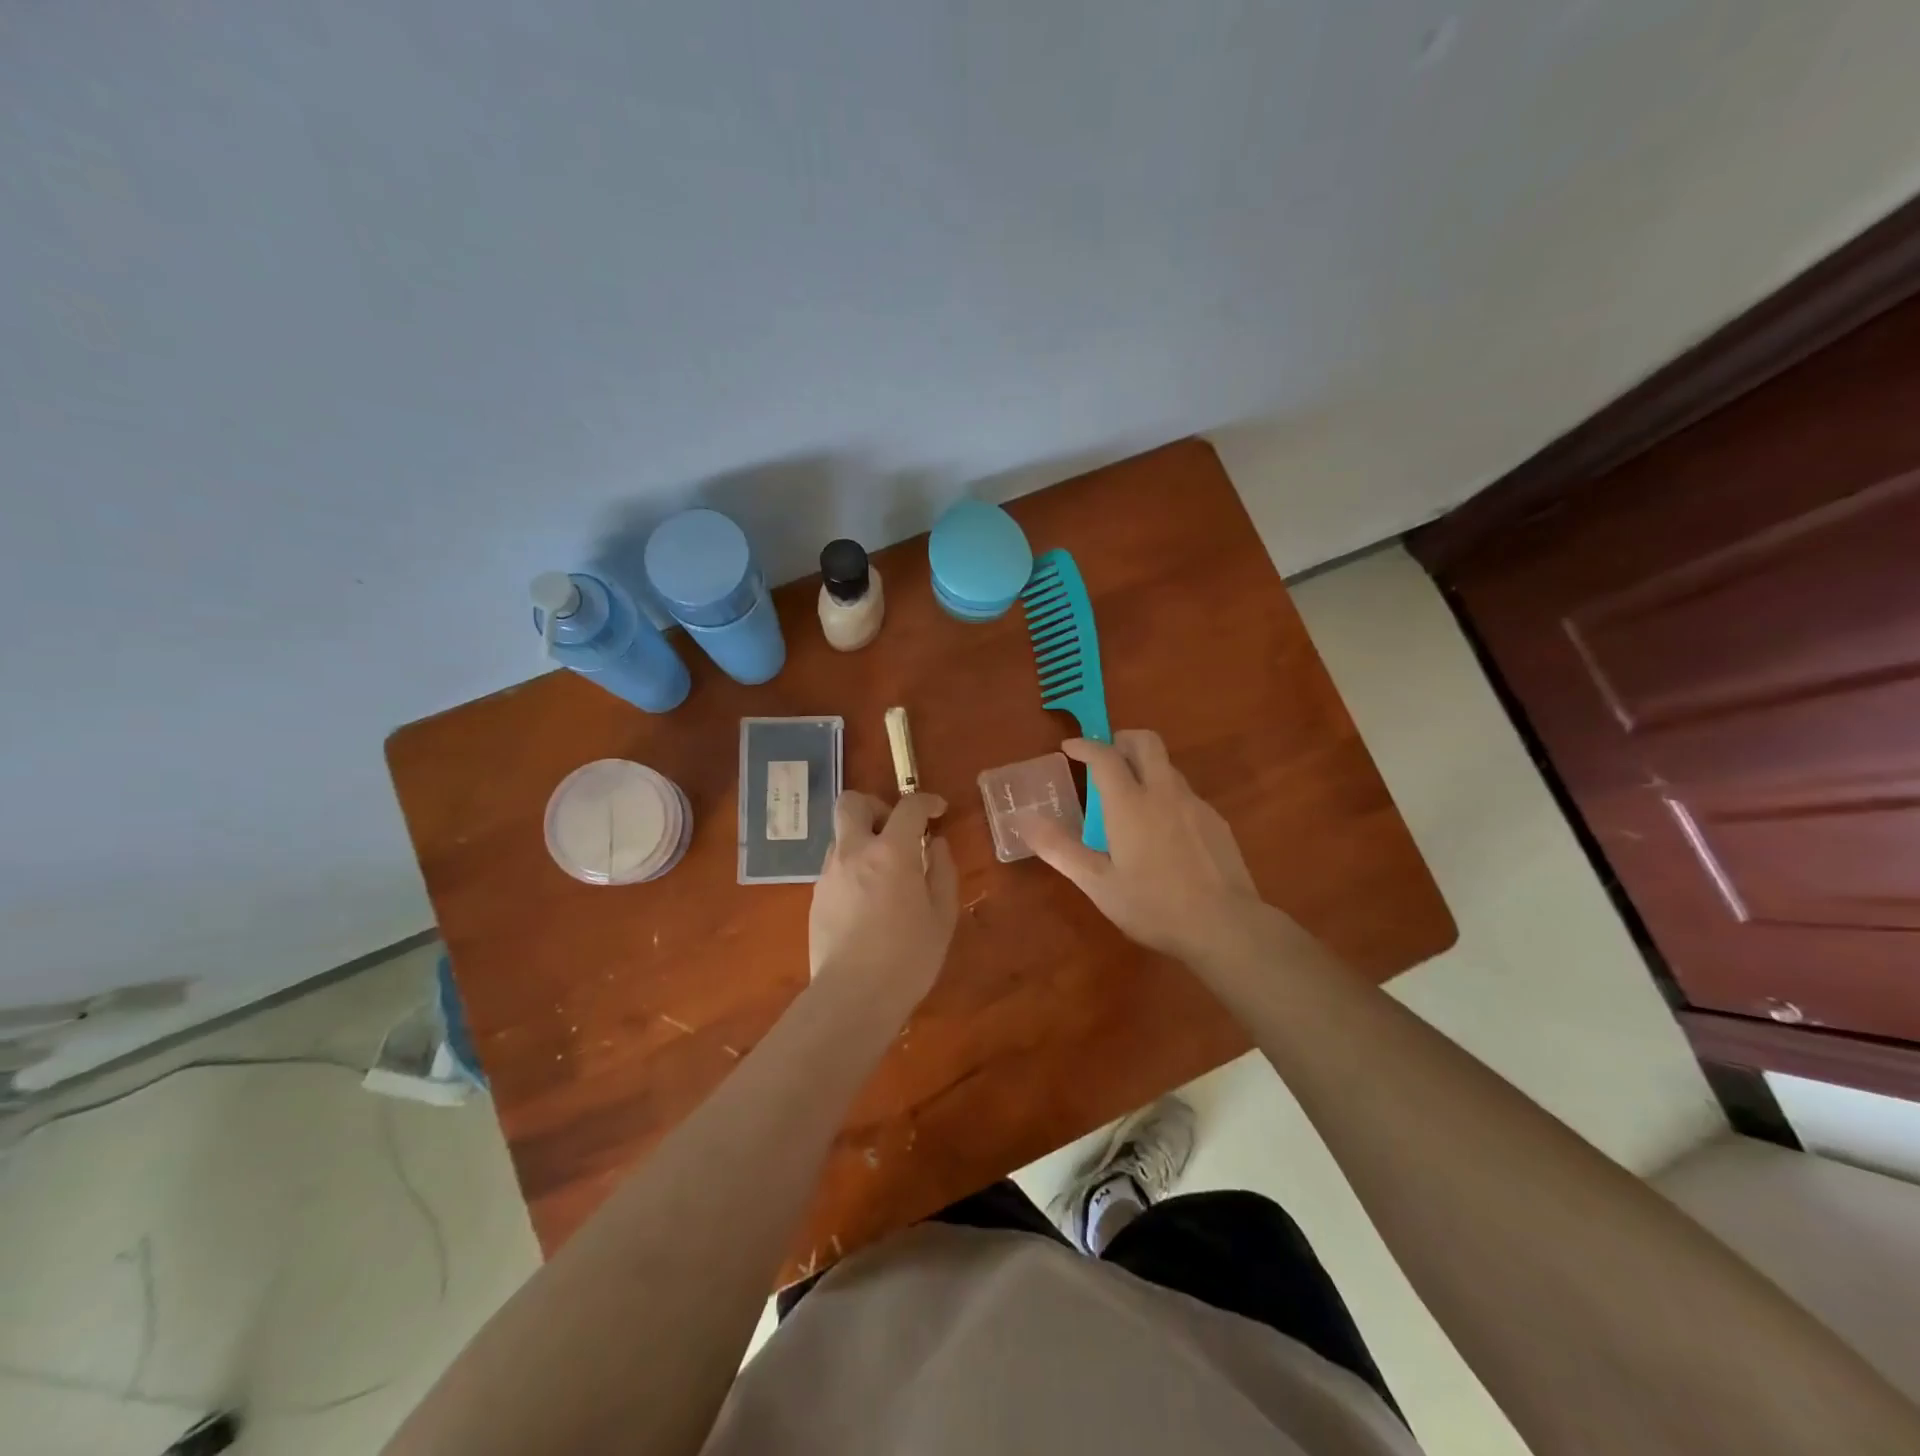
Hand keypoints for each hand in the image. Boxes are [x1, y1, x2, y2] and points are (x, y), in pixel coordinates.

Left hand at [808, 791, 959, 1008]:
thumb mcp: (942, 916)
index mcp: (891, 852)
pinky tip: (868, 902)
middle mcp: (854, 852)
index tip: (937, 811)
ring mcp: (829, 874)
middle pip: (851, 802)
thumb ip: (942, 872)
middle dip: (876, 806)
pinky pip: (835, 867)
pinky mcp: (816, 897)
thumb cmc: (908, 958)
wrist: (852, 997)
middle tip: (896, 831)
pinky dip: (853, 869)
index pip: (908, 806)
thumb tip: (935, 845)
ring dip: (863, 840)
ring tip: (884, 873)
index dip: (926, 801)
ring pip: (841, 836)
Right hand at [1023, 730, 1261, 966]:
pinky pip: (1184, 794)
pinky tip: (1161, 832)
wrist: (1225, 926)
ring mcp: (1195, 804)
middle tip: (1104, 759)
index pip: (1105, 756)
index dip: (1085, 745)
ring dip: (1144, 768)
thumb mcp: (1098, 884)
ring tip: (1128, 801)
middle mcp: (1164, 792)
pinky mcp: (1216, 821)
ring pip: (1167, 767)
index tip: (1069, 748)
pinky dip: (1165, 795)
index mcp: (1130, 804)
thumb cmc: (1153, 906)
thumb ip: (1060, 849)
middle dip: (1121, 739)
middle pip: (1146, 742)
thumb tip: (1025, 821)